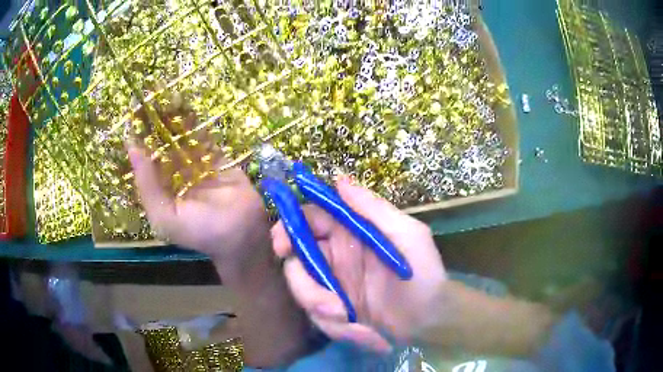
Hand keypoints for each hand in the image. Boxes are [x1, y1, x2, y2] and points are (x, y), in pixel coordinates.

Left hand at [127, 108, 271, 270]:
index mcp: (160, 190)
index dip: (137, 140)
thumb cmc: (199, 231)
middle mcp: (175, 176)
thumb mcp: (164, 216)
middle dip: (154, 124)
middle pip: (161, 145)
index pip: (145, 161)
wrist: (243, 234)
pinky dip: (195, 123)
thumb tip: (132, 149)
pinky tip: (186, 105)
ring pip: (181, 138)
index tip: (131, 117)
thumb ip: (147, 185)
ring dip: (173, 119)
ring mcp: (196, 165)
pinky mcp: (216, 158)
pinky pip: (203, 137)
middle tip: (147, 99)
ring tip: (164, 94)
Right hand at [271, 176, 446, 352]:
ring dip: (323, 310)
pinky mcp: (335, 313)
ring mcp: (333, 286)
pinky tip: (365, 332)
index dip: (288, 228)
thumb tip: (338, 179)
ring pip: (304, 292)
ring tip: (351, 319)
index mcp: (349, 233)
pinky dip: (338, 328)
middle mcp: (335, 257)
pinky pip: (319, 318)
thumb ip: (372, 208)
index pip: (308, 220)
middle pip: (296, 260)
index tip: (281, 246)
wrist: (430, 318)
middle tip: (329, 304)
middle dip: (302, 282)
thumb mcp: (406, 234)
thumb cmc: (422, 273)